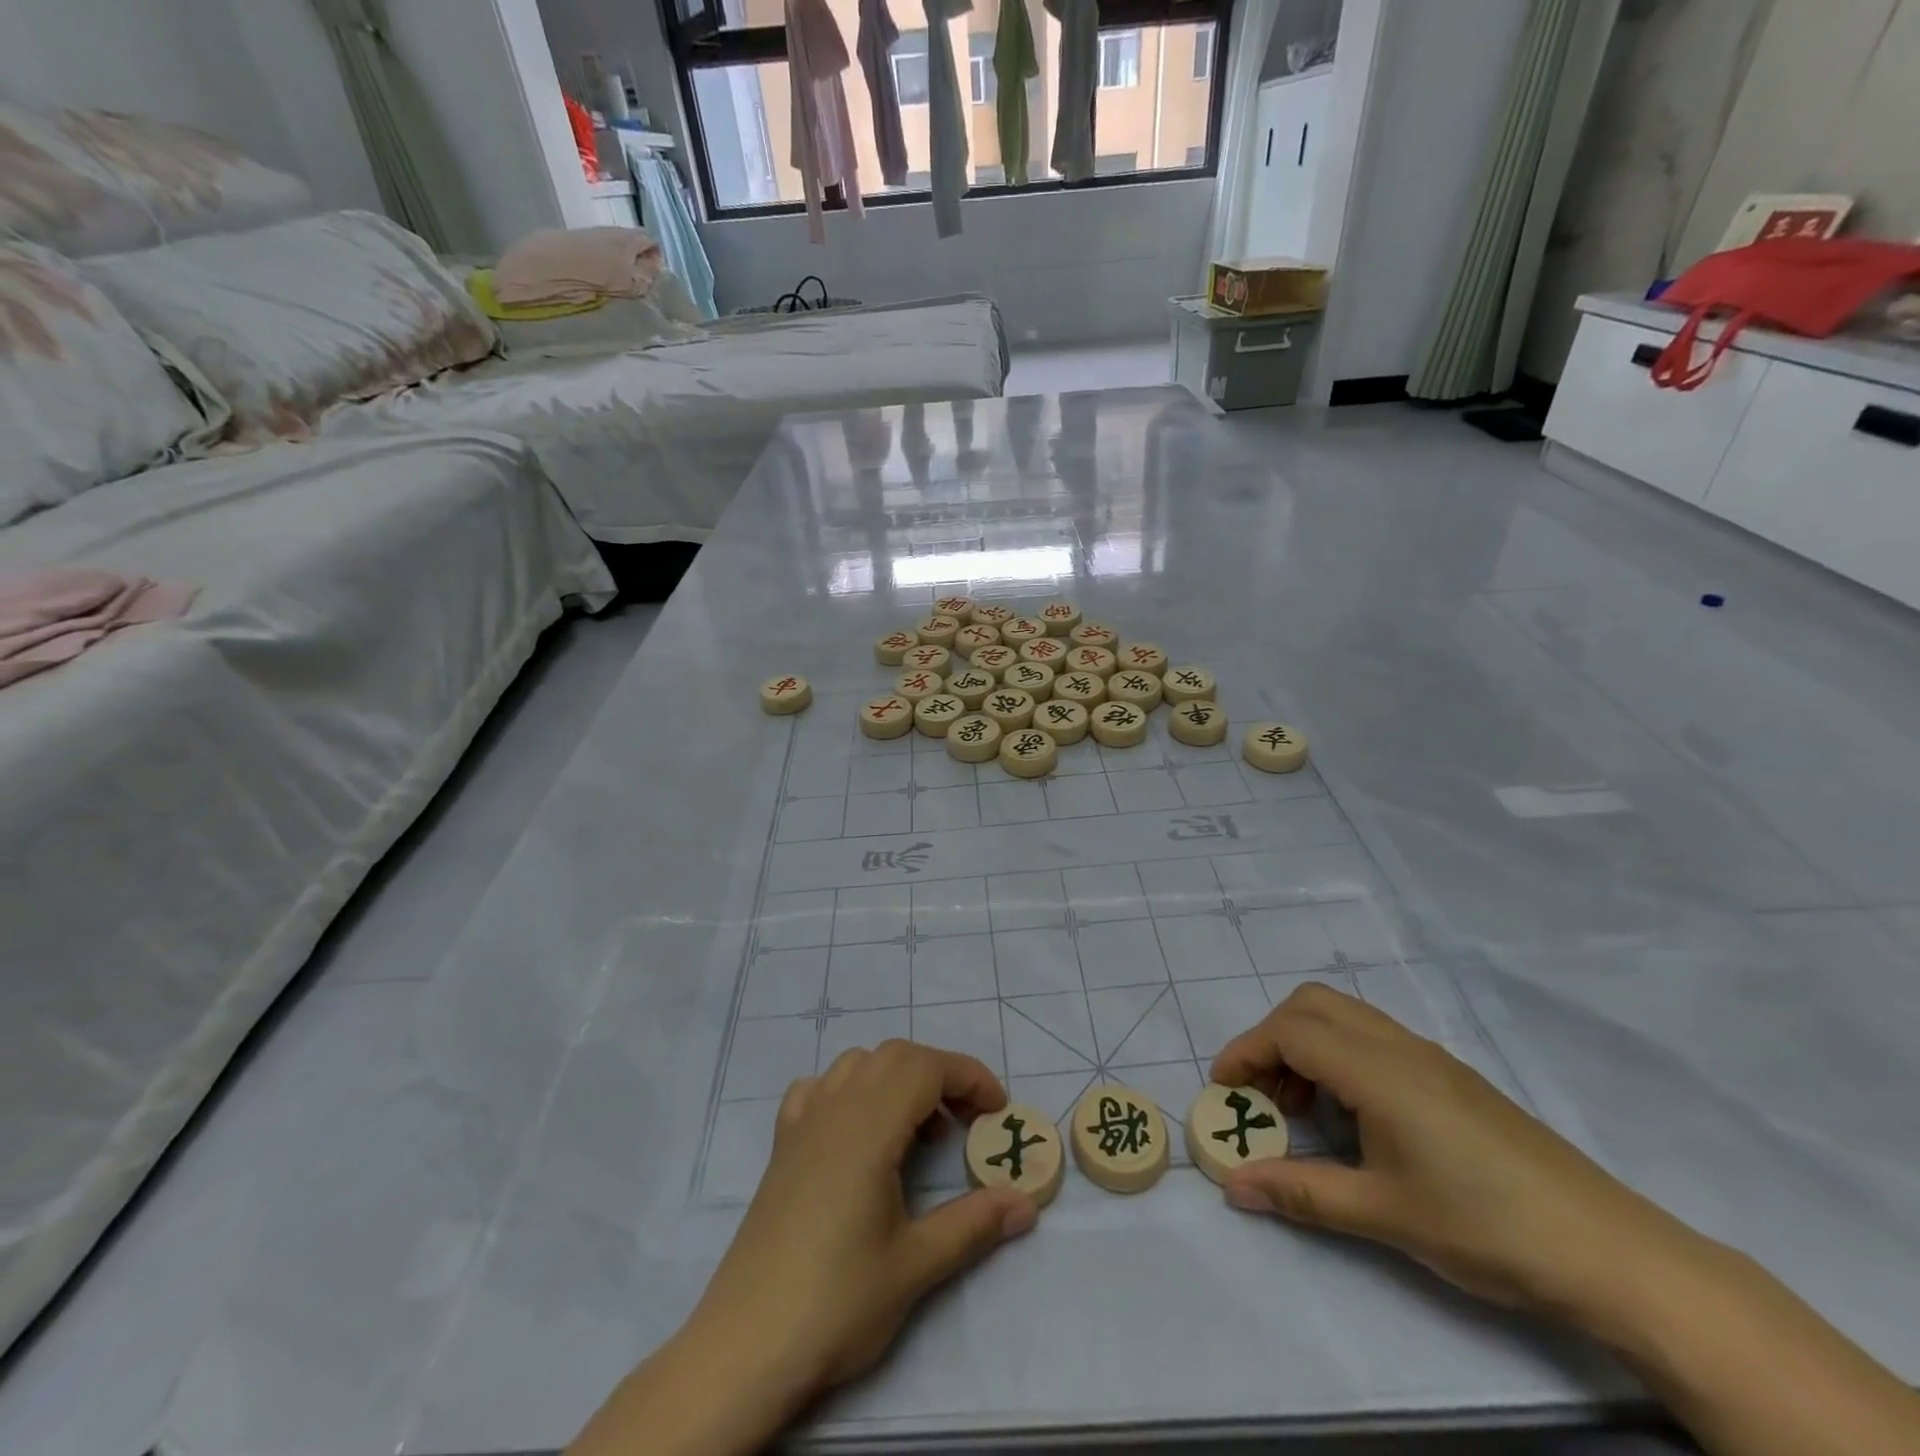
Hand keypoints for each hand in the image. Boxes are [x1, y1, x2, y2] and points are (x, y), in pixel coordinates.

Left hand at [569, 1042, 1039, 1455]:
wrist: (746, 1344)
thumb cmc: (837, 1301)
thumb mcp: (915, 1266)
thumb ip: (974, 1224)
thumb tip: (1028, 1203)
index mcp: (869, 1127)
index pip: (926, 1067)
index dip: (969, 1077)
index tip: (998, 1110)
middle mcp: (834, 1108)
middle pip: (895, 1056)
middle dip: (940, 1075)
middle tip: (967, 1122)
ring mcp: (802, 1122)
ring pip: (857, 1064)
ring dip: (897, 1079)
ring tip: (918, 1131)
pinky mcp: (782, 1145)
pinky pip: (820, 1088)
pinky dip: (850, 1090)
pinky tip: (858, 1131)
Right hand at [1210, 984, 1687, 1319]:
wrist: (1610, 1250)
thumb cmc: (1486, 1226)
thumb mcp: (1383, 1214)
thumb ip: (1300, 1192)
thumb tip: (1231, 1186)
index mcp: (1378, 1070)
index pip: (1289, 1032)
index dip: (1246, 1053)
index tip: (1224, 1091)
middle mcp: (1398, 1046)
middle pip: (1311, 1005)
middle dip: (1270, 1038)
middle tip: (1262, 1094)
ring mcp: (1428, 1057)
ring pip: (1343, 1015)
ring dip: (1305, 1044)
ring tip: (1302, 1108)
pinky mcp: (1450, 1075)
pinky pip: (1372, 1037)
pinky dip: (1339, 1055)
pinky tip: (1353, 1115)